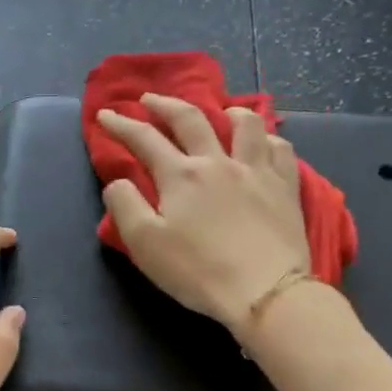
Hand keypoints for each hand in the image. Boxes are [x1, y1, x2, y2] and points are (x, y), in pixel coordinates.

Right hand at [99, 94, 311, 335]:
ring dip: (227, 112)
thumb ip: (124, 206)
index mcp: (181, 176)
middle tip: (150, 99)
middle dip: (165, 105)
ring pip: (245, 124)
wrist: (266, 291)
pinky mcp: (286, 188)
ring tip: (220, 111)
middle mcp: (218, 162)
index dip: (121, 125)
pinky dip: (268, 139)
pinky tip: (264, 144)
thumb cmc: (198, 271)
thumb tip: (118, 182)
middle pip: (190, 120)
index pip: (144, 139)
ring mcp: (256, 171)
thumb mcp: (145, 244)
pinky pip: (280, 149)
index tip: (105, 115)